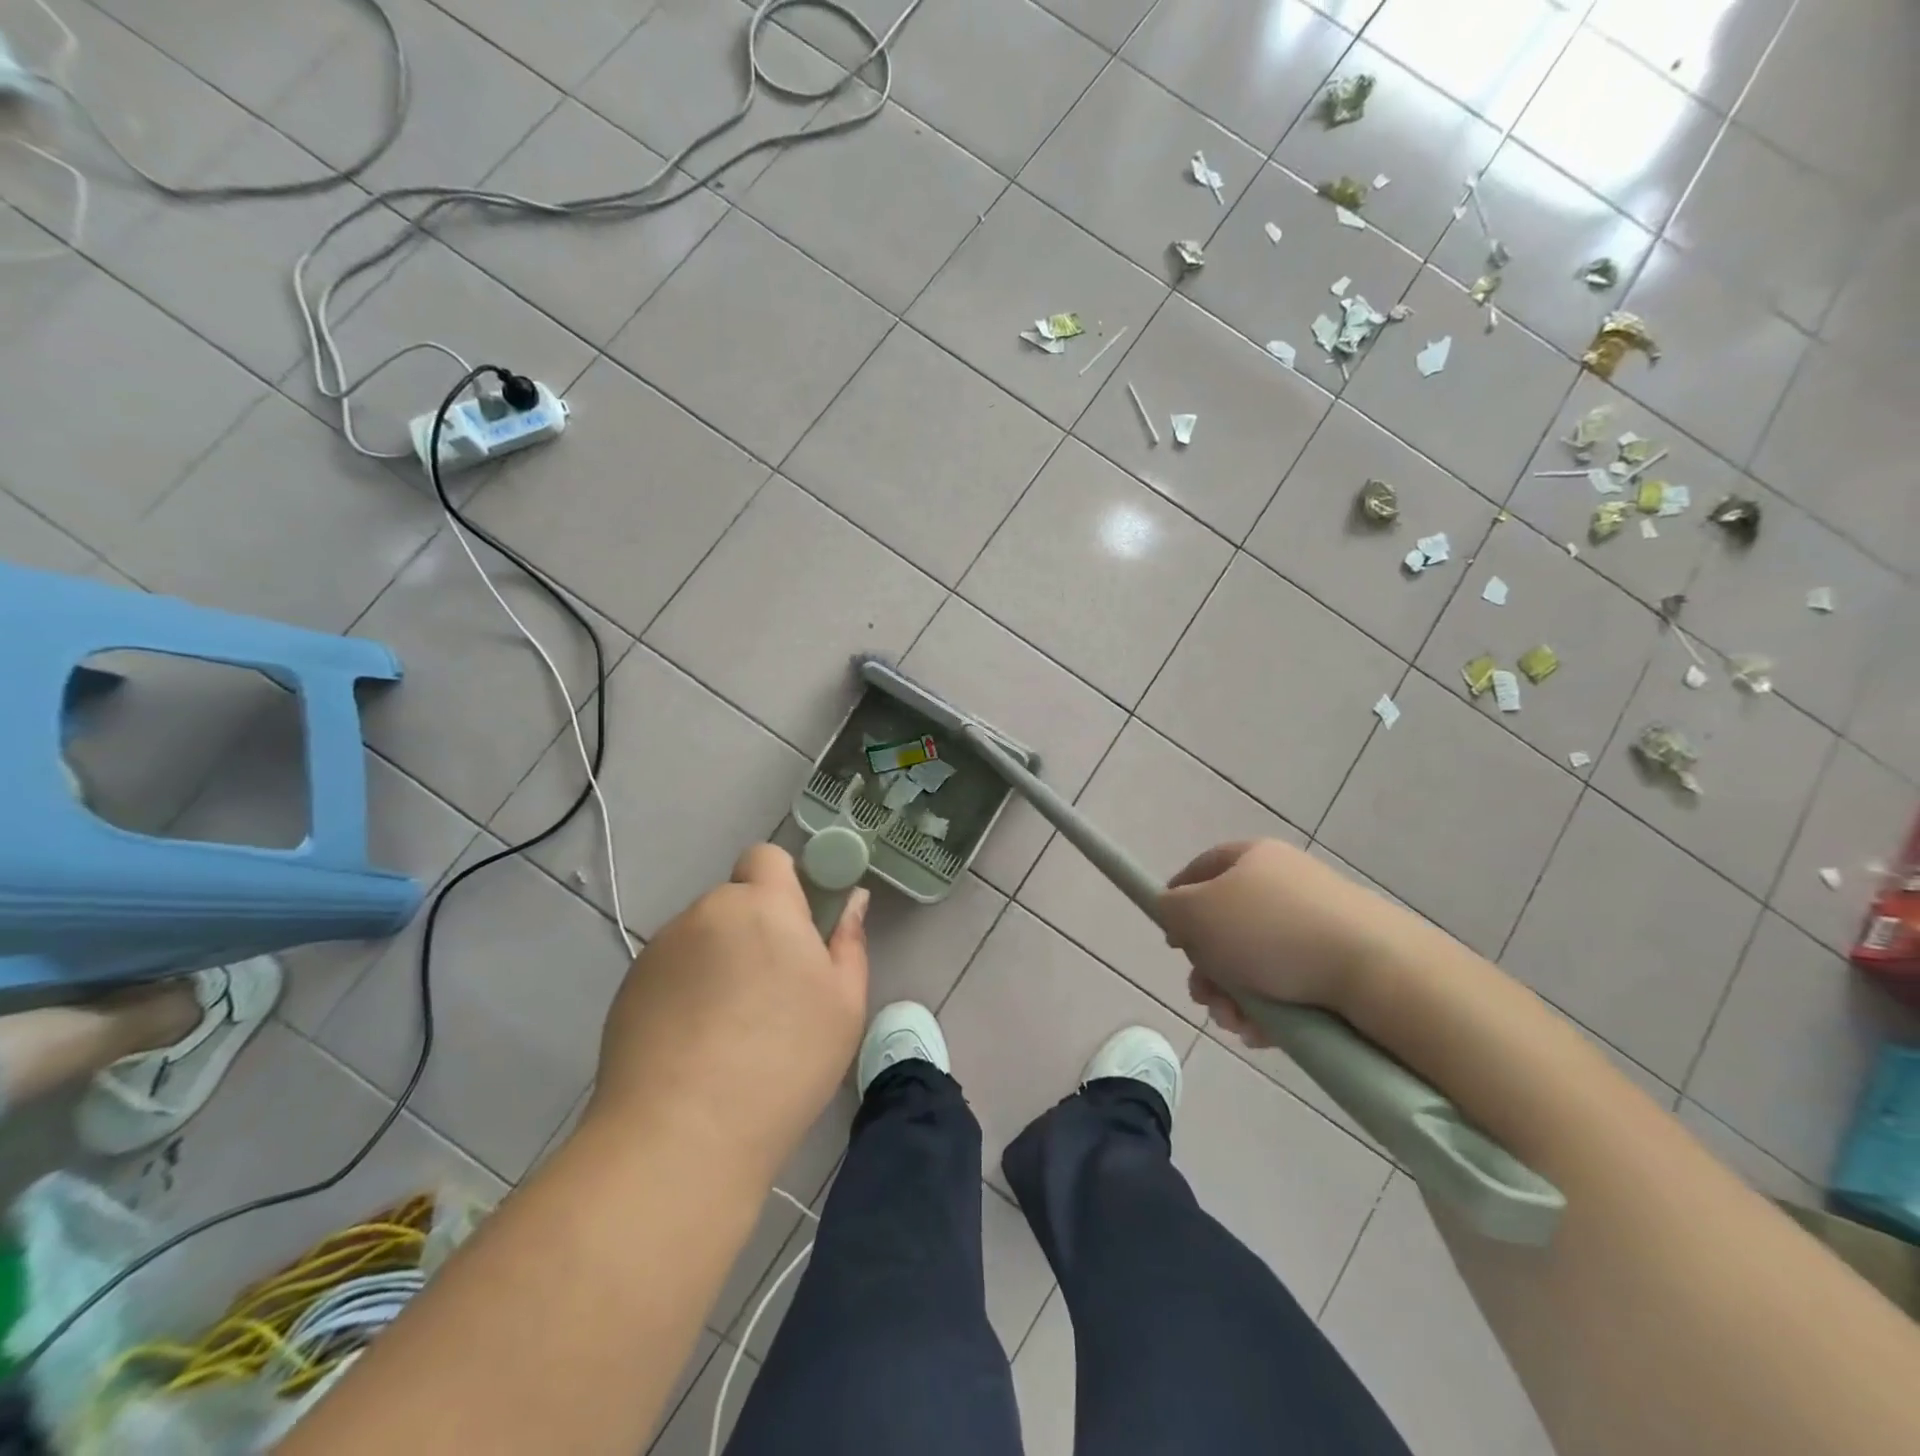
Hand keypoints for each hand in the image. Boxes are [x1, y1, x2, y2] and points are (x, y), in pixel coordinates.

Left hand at [585, 844, 869, 1176]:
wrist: (682, 1135)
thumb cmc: (785, 1061)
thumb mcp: (844, 1004)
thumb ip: (849, 941)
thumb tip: (853, 901)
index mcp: (763, 905)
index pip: (766, 856)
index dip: (782, 882)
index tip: (797, 927)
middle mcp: (706, 913)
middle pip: (734, 902)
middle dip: (754, 929)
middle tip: (771, 990)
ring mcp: (660, 950)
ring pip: (702, 938)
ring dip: (719, 960)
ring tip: (729, 1027)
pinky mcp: (629, 988)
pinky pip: (671, 971)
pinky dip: (685, 990)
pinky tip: (694, 1045)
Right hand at [1159, 839, 1401, 1045]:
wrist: (1376, 970)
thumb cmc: (1271, 932)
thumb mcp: (1197, 912)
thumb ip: (1170, 908)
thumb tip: (1176, 914)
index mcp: (1252, 858)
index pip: (1201, 868)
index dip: (1177, 900)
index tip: (1171, 940)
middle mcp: (1284, 884)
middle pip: (1226, 925)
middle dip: (1207, 967)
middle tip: (1202, 995)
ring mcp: (1316, 924)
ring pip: (1254, 963)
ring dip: (1233, 997)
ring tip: (1234, 1023)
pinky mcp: (1340, 964)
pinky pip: (1289, 986)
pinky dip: (1269, 1011)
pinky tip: (1262, 1033)